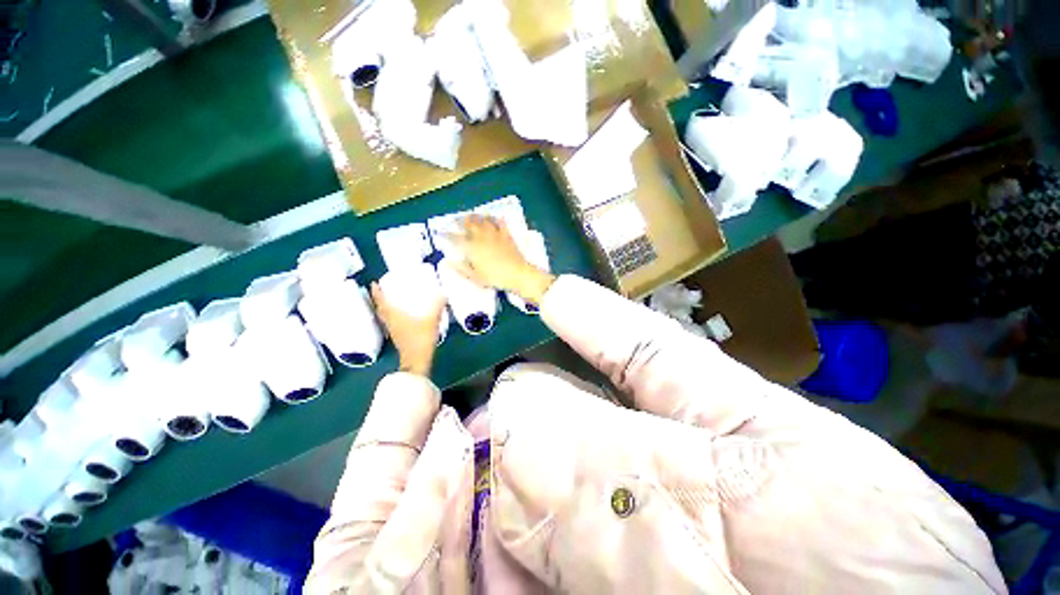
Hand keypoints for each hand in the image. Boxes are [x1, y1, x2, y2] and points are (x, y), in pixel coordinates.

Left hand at [371, 282, 444, 376]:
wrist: (417, 360)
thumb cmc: (421, 339)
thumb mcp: (432, 320)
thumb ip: (438, 306)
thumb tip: (443, 293)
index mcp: (394, 316)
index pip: (381, 302)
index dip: (376, 292)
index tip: (373, 283)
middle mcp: (390, 322)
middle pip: (381, 309)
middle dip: (380, 299)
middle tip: (383, 290)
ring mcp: (393, 331)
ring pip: (385, 316)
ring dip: (385, 308)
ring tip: (391, 301)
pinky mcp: (398, 337)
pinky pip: (391, 322)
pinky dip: (393, 316)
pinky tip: (402, 316)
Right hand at [451, 215, 554, 303]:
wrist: (516, 273)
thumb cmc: (494, 278)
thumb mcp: (475, 277)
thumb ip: (461, 268)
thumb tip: (448, 262)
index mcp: (471, 247)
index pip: (455, 238)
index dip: (446, 234)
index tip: (441, 232)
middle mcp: (480, 237)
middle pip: (468, 224)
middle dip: (459, 221)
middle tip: (454, 220)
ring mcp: (494, 234)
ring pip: (482, 220)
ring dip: (474, 216)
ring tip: (469, 215)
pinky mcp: (505, 234)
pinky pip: (499, 222)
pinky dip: (493, 218)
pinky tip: (491, 217)